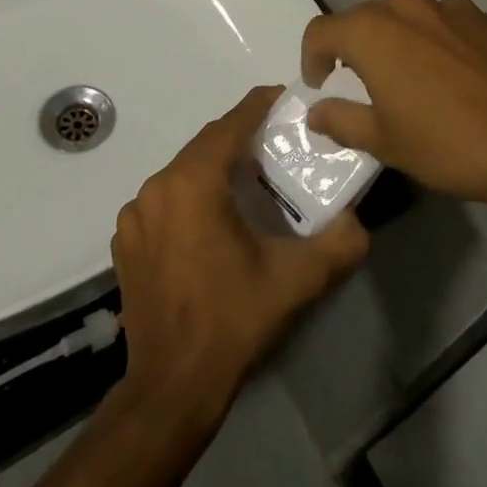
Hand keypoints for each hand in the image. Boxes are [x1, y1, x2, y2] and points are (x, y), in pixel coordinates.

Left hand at [111, 87, 369, 425]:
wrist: (172, 388)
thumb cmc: (232, 321)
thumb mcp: (295, 281)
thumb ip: (338, 244)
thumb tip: (359, 223)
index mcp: (192, 183)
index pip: (230, 125)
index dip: (258, 106)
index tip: (284, 98)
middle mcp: (156, 188)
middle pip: (205, 145)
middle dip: (240, 138)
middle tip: (276, 143)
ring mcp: (135, 216)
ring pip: (183, 172)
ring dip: (214, 168)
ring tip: (249, 181)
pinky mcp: (127, 243)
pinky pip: (165, 200)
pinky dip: (190, 196)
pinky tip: (213, 221)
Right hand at [302, 0, 486, 204]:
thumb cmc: (450, 144)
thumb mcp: (387, 143)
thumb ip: (342, 120)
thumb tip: (317, 111)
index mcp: (375, 31)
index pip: (322, 30)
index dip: (312, 57)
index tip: (321, 84)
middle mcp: (410, 6)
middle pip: (366, 17)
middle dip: (356, 46)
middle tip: (365, 83)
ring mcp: (455, 7)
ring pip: (410, 17)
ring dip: (401, 41)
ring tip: (415, 79)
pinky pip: (449, 24)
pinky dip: (440, 43)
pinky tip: (459, 78)